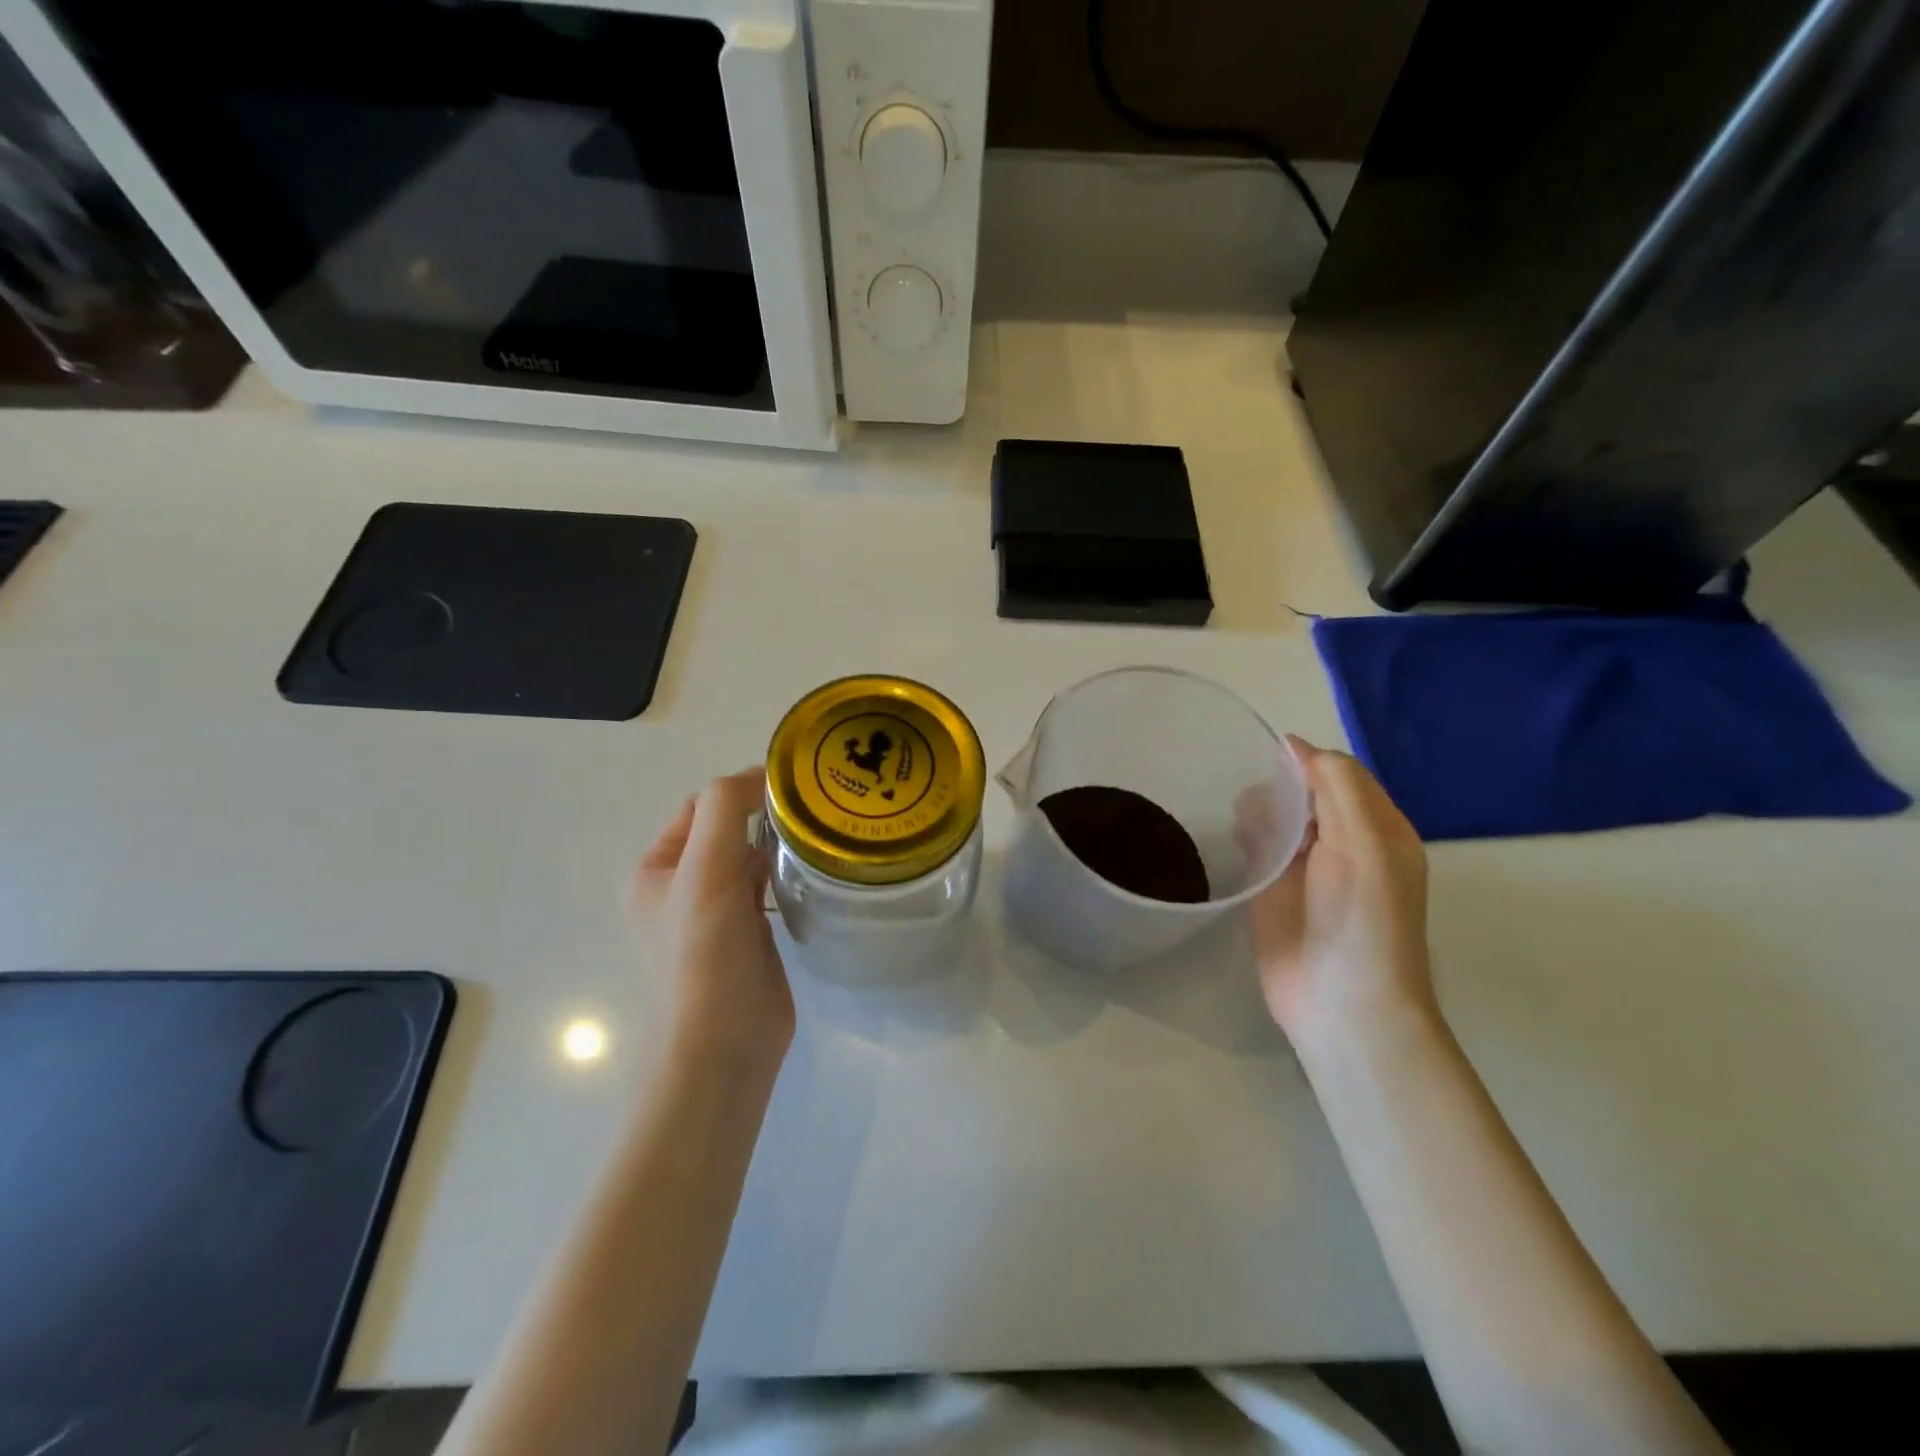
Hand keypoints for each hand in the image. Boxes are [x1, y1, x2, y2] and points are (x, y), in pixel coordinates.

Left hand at [628, 769, 793, 1073]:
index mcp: (656, 870)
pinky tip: (816, 870)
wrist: (724, 1046)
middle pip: (727, 830)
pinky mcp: (749, 935)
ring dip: (778, 844)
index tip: (791, 788)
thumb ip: (725, 810)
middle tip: (814, 808)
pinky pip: (768, 887)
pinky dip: (788, 873)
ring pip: (751, 858)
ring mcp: (716, 914)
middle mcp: (682, 888)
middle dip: (764, 815)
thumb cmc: (704, 955)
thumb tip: (762, 774)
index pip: (700, 808)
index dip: (740, 791)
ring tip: (822, 832)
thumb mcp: (704, 871)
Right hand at [1249, 737, 1436, 1051]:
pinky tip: (1233, 838)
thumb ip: (1336, 786)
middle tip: (1251, 799)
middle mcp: (1343, 842)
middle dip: (1277, 785)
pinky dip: (1245, 835)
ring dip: (1258, 809)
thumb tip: (1294, 744)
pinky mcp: (1273, 891)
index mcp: (1377, 827)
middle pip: (1304, 792)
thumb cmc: (1361, 920)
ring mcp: (1305, 868)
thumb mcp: (1364, 843)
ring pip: (1278, 816)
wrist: (1341, 1005)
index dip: (1305, 761)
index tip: (1265, 758)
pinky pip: (1258, 848)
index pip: (1338, 773)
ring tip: (1243, 823)